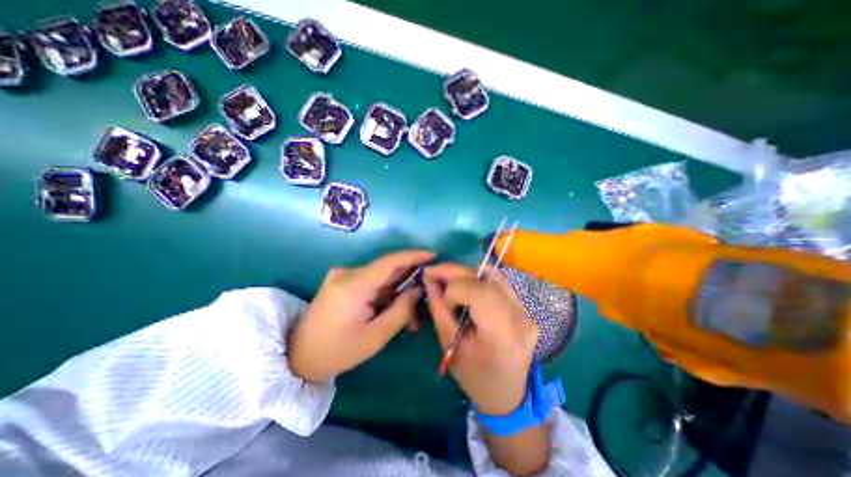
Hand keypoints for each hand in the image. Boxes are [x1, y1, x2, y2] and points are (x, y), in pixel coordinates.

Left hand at [289, 249, 434, 384]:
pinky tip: (392, 307)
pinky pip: (370, 281)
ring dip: (397, 289)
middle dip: (409, 279)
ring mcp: (342, 275)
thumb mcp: (375, 336)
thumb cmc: (337, 352)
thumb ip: (401, 310)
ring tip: (410, 312)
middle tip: (425, 293)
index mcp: (354, 285)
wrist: (297, 357)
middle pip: (387, 269)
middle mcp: (347, 273)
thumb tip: (418, 290)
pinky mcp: (341, 281)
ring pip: (380, 276)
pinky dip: (385, 291)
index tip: (433, 255)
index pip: (390, 261)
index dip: (414, 255)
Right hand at [425, 262, 536, 415]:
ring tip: (448, 278)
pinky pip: (499, 282)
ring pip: (493, 274)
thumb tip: (429, 281)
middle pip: (485, 278)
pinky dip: (478, 278)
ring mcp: (525, 310)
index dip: (454, 289)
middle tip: (433, 272)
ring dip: (466, 273)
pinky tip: (466, 284)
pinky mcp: (525, 307)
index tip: (441, 299)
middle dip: (455, 272)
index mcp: (502, 334)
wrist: (508, 395)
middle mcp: (519, 316)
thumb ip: (439, 310)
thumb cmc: (475, 378)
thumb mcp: (450, 347)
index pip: (477, 292)